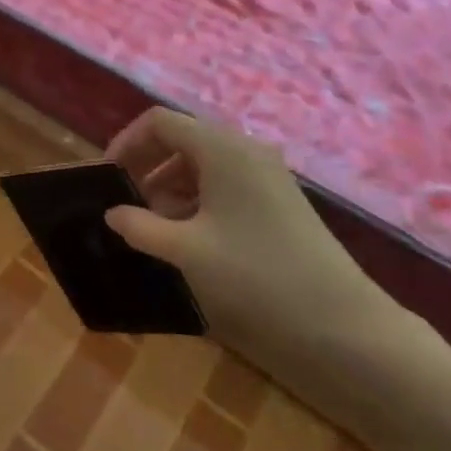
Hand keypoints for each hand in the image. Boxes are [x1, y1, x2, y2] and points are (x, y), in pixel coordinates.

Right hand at [104, 107, 399, 367]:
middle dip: (147, 169)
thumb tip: (114, 213)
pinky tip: (190, 240)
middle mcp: (245, 150)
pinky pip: (226, 185)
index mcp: (221, 148)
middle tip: (126, 206)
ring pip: (203, 165)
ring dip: (170, 188)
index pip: (159, 122)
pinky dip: (198, 202)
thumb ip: (140, 226)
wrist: (343, 327)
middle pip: (182, 140)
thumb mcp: (185, 252)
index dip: (126, 144)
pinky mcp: (279, 201)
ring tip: (154, 229)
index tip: (107, 179)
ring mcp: (267, 175)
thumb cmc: (255, 277)